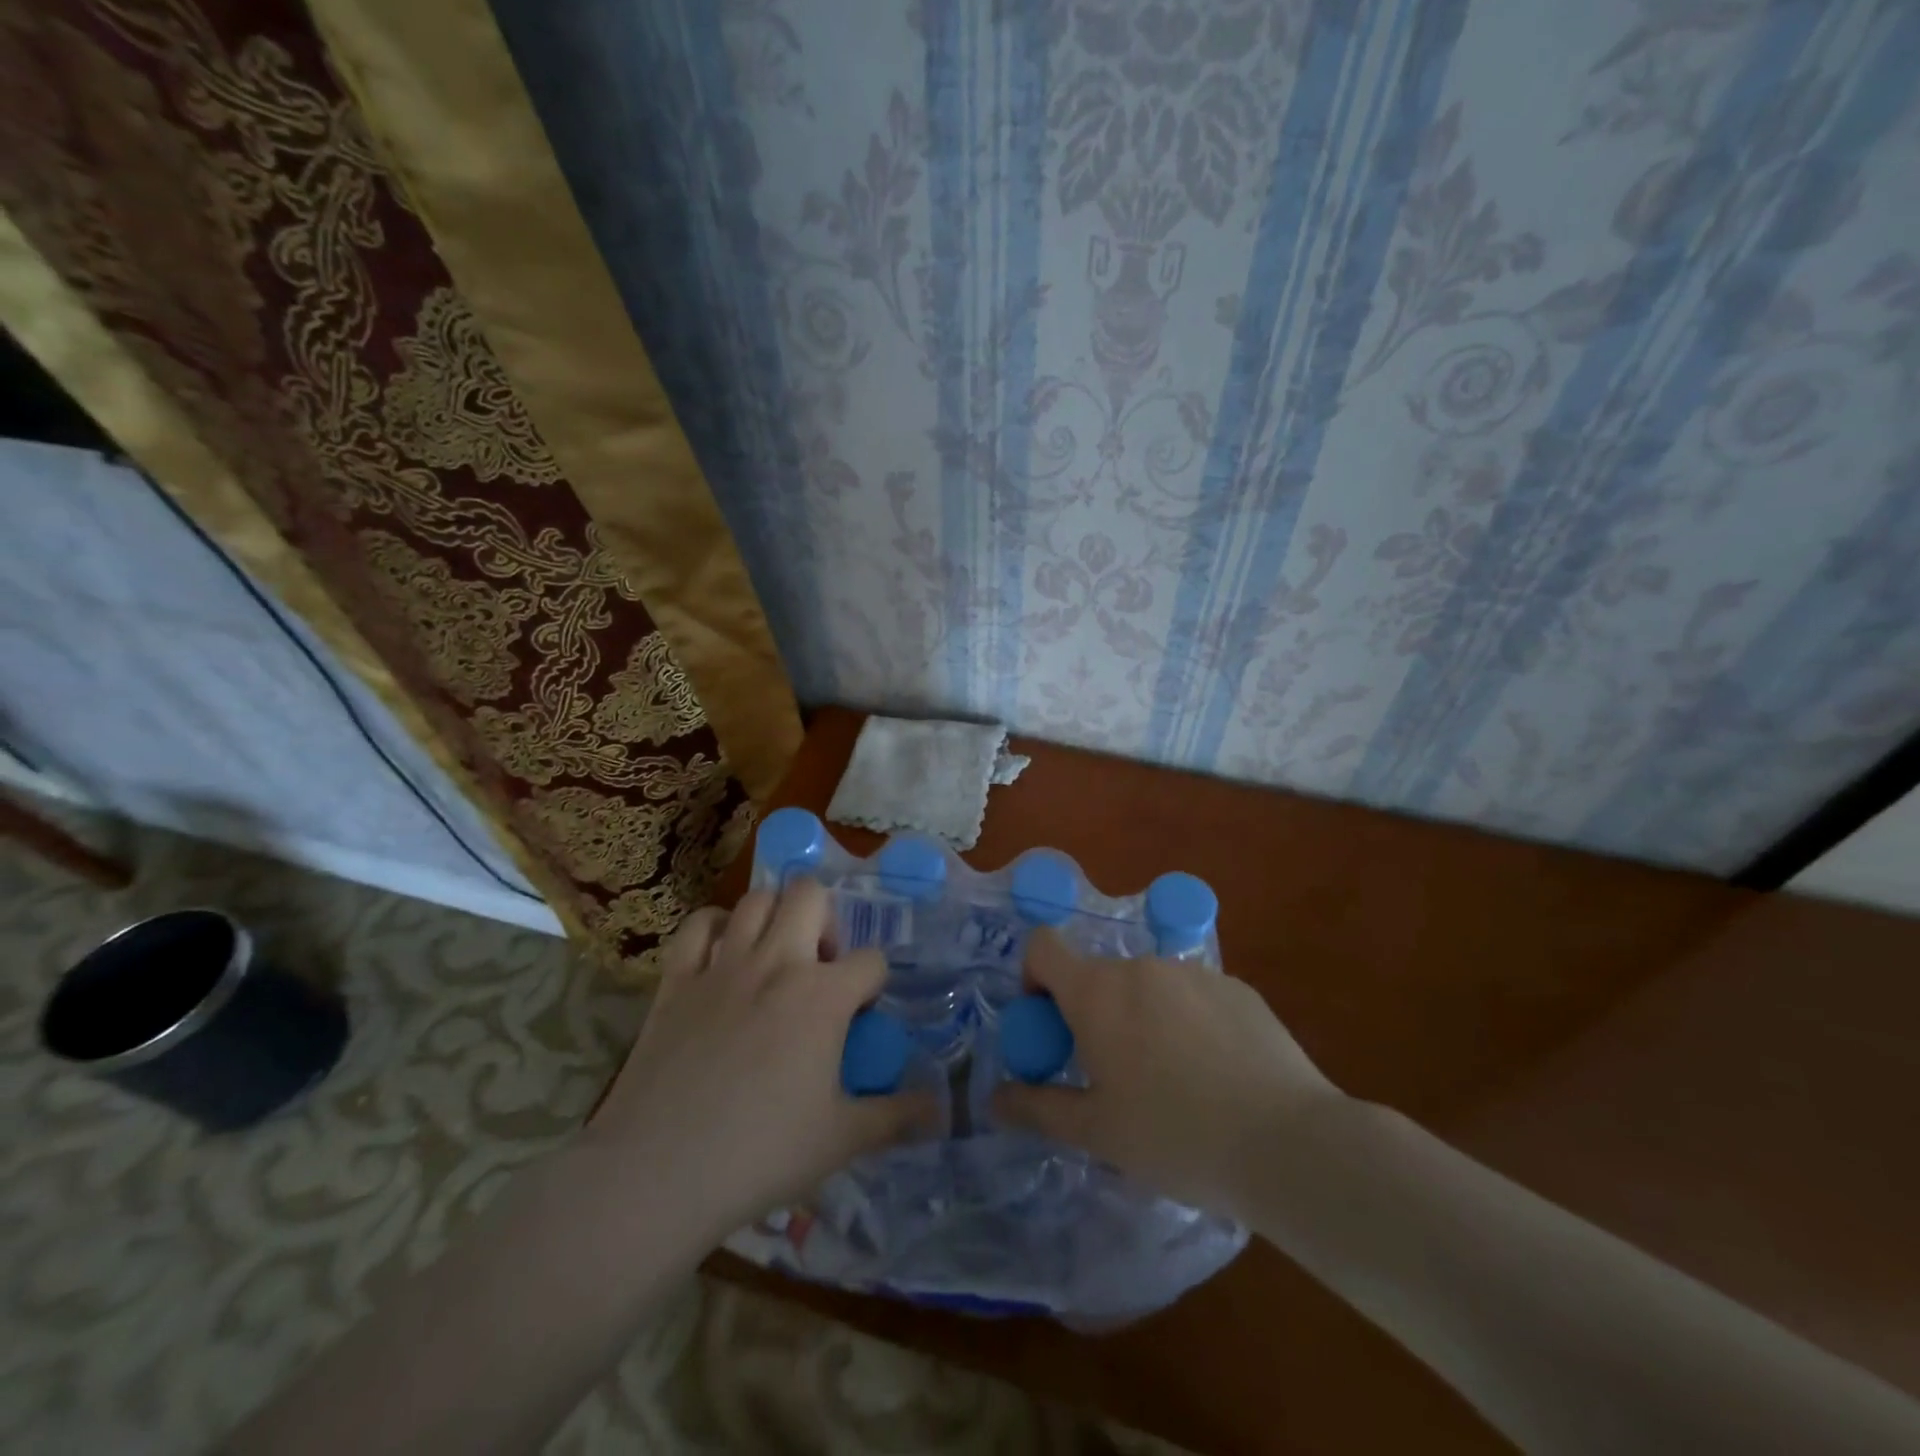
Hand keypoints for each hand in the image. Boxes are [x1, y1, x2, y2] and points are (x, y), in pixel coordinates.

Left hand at [582, 880, 929, 1242]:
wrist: (660, 1171)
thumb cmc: (762, 1153)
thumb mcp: (842, 1139)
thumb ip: (896, 1116)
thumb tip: (941, 1108)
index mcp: (823, 995)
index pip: (871, 960)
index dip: (874, 984)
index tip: (862, 1015)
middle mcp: (778, 962)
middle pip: (811, 895)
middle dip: (826, 919)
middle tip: (820, 965)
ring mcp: (723, 965)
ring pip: (756, 899)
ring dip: (775, 916)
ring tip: (776, 956)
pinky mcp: (677, 979)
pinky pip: (698, 925)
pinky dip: (716, 927)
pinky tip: (723, 954)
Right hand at [993, 929, 1344, 1218]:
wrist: (1288, 1143)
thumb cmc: (1176, 1136)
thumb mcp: (1097, 1132)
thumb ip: (1038, 1108)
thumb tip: (995, 1099)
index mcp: (1097, 991)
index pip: (1043, 947)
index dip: (1034, 977)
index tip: (1050, 1026)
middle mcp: (1141, 966)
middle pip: (1098, 975)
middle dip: (1092, 1014)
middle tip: (1112, 1075)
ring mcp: (1194, 972)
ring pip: (1146, 987)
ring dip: (1140, 1018)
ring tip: (1171, 1082)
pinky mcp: (1237, 987)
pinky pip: (1192, 995)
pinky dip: (1187, 1022)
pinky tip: (1216, 1075)